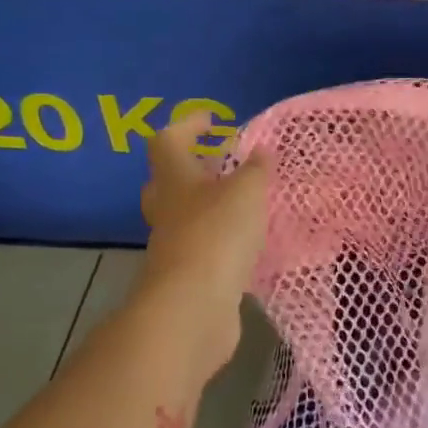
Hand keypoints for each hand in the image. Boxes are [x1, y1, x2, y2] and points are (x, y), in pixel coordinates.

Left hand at [136, 113, 270, 380]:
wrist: (194, 307)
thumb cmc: (217, 235)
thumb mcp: (246, 192)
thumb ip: (255, 170)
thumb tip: (260, 151)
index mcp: (175, 179)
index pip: (169, 140)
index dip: (188, 125)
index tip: (213, 121)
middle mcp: (167, 209)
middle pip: (169, 180)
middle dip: (195, 168)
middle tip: (225, 165)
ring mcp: (174, 245)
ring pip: (186, 216)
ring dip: (210, 207)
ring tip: (245, 203)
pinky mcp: (188, 275)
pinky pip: (203, 247)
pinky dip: (221, 240)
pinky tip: (248, 243)